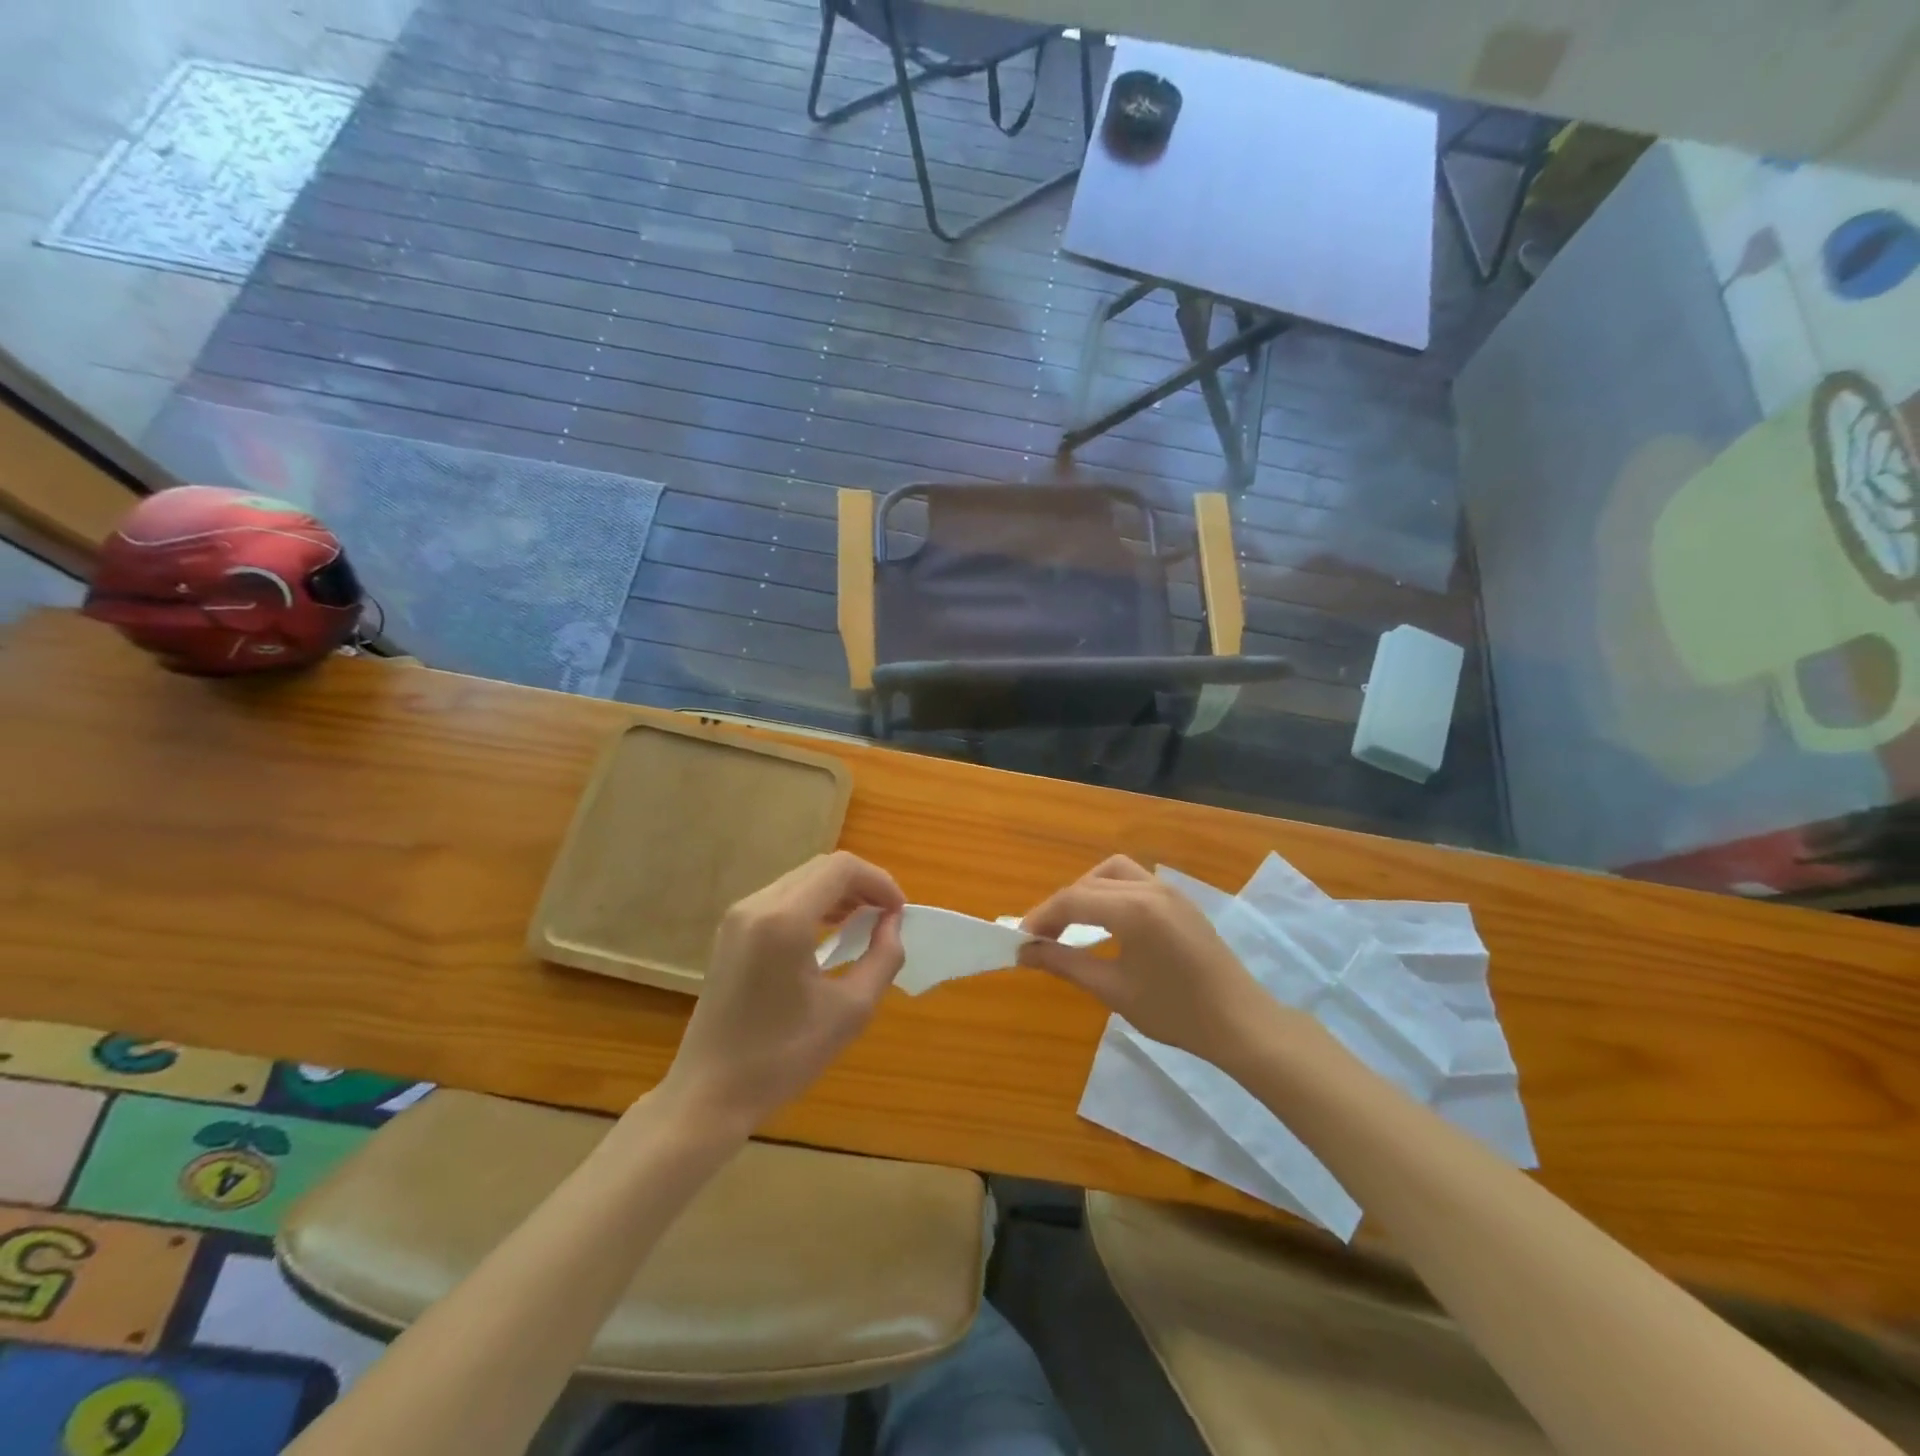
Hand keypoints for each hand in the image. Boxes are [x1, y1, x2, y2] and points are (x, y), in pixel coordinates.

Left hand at [660, 852, 906, 1134]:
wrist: (709, 1094)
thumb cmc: (783, 1057)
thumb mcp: (850, 1011)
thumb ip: (883, 958)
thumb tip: (893, 923)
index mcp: (784, 919)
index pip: (841, 868)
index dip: (879, 881)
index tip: (900, 913)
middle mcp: (757, 905)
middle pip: (821, 867)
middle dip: (861, 885)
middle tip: (887, 918)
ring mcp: (738, 916)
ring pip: (801, 880)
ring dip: (838, 893)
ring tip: (864, 925)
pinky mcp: (731, 931)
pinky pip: (782, 898)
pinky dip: (813, 905)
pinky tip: (829, 935)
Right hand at [1018, 855, 1272, 1063]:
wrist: (1239, 1023)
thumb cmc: (1175, 1012)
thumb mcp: (1113, 990)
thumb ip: (1066, 963)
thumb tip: (1025, 952)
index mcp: (1133, 910)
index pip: (1073, 900)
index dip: (1041, 917)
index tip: (1019, 940)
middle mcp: (1150, 889)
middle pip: (1089, 883)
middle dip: (1060, 906)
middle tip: (1041, 937)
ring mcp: (1169, 891)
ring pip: (1113, 872)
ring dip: (1087, 890)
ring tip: (1074, 923)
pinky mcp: (1180, 900)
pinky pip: (1135, 881)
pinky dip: (1111, 892)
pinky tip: (1108, 923)